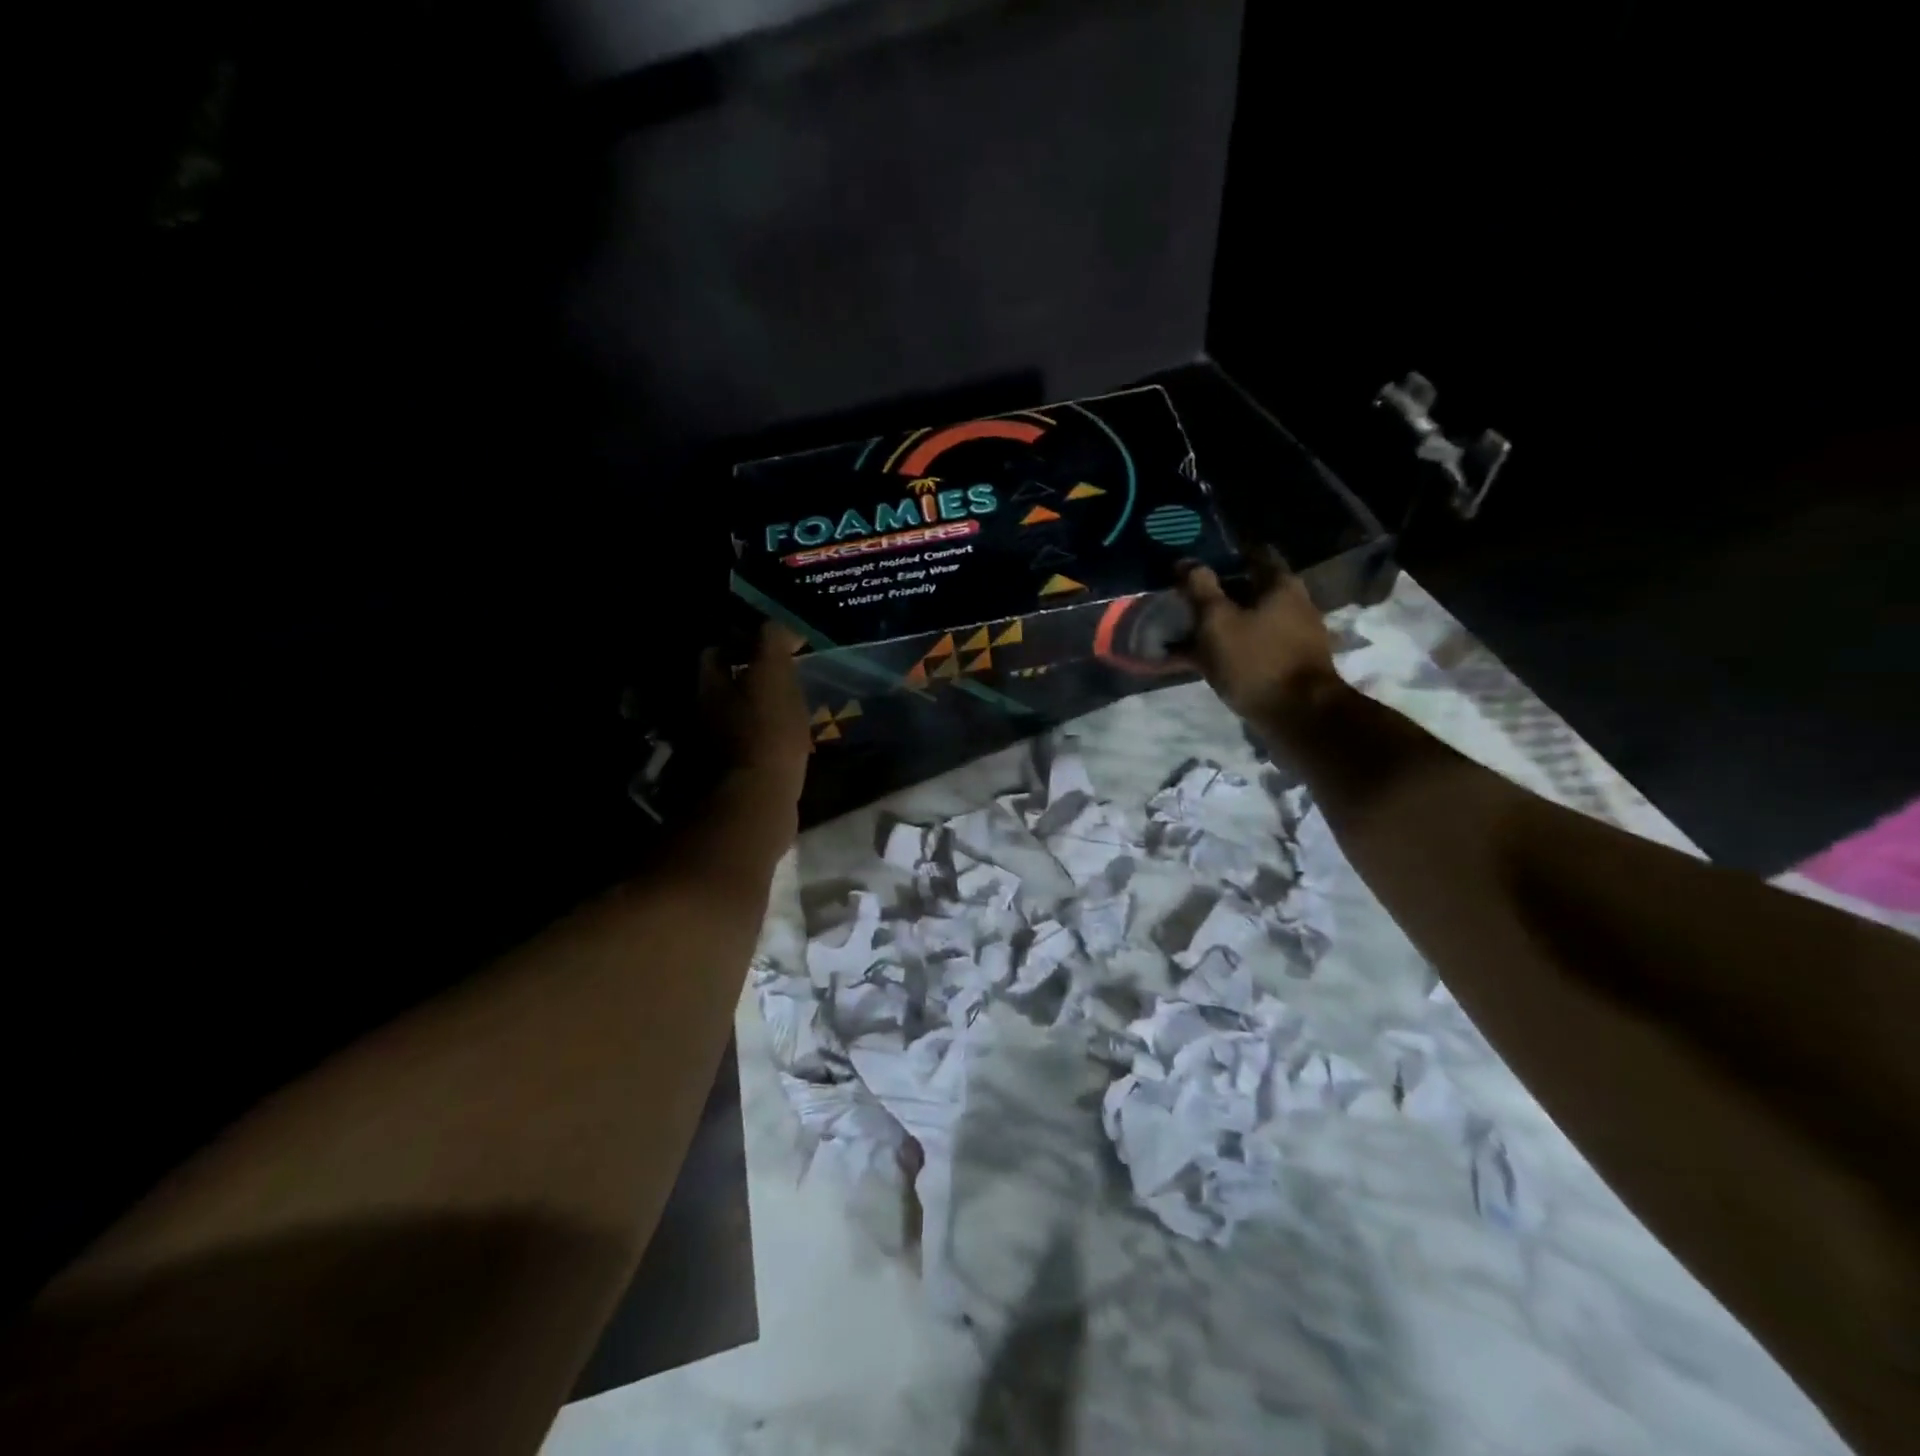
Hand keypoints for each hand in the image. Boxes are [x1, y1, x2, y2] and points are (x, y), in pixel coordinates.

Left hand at [704, 622, 811, 808]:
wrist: (756, 803)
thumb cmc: (765, 734)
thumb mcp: (773, 677)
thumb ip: (772, 644)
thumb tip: (779, 627)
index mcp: (709, 687)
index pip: (717, 652)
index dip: (742, 644)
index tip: (772, 646)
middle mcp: (701, 715)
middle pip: (722, 688)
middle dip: (747, 680)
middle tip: (783, 680)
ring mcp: (711, 750)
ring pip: (733, 719)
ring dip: (756, 714)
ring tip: (790, 713)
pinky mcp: (727, 778)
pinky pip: (746, 749)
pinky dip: (762, 743)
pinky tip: (786, 746)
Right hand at [1175, 549, 1341, 727]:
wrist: (1299, 716)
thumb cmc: (1256, 660)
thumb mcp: (1217, 621)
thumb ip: (1199, 589)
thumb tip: (1186, 562)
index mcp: (1280, 584)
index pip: (1251, 553)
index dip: (1221, 554)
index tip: (1193, 564)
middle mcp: (1292, 604)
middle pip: (1247, 589)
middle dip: (1214, 594)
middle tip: (1181, 601)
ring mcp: (1292, 636)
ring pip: (1245, 620)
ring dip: (1216, 625)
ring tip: (1182, 635)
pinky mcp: (1286, 664)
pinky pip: (1249, 648)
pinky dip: (1225, 649)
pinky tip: (1198, 662)